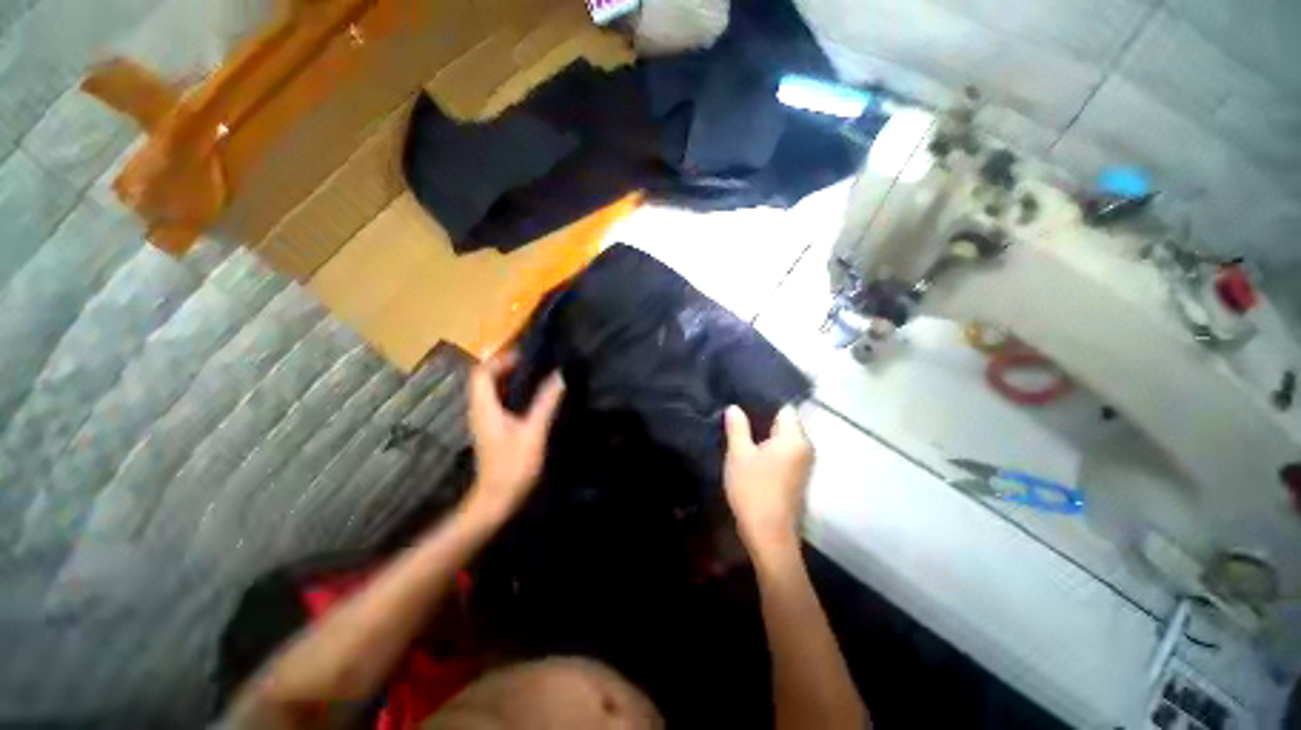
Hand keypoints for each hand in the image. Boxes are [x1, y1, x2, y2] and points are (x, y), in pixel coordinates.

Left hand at [465, 352, 564, 522]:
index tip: (526, 356)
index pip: (482, 372)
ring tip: (535, 373)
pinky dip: (510, 391)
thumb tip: (560, 376)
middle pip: (484, 378)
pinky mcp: (491, 429)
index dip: (500, 359)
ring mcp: (483, 420)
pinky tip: (531, 395)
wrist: (496, 500)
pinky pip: (497, 401)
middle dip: (505, 365)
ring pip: (490, 389)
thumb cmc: (513, 467)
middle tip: (533, 361)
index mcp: (485, 407)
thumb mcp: (533, 432)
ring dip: (508, 378)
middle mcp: (479, 410)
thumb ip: (546, 402)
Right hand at [723, 404, 813, 555]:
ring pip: (783, 437)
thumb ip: (737, 427)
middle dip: (762, 416)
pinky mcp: (796, 476)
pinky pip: (783, 451)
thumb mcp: (739, 455)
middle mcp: (804, 447)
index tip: (744, 397)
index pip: (785, 408)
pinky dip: (768, 447)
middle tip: (738, 411)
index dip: (764, 401)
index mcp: (794, 438)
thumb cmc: (753, 490)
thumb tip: (734, 407)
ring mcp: (802, 463)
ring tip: (740, 426)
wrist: (769, 535)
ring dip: (764, 433)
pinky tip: (750, 447)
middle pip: (785, 422)